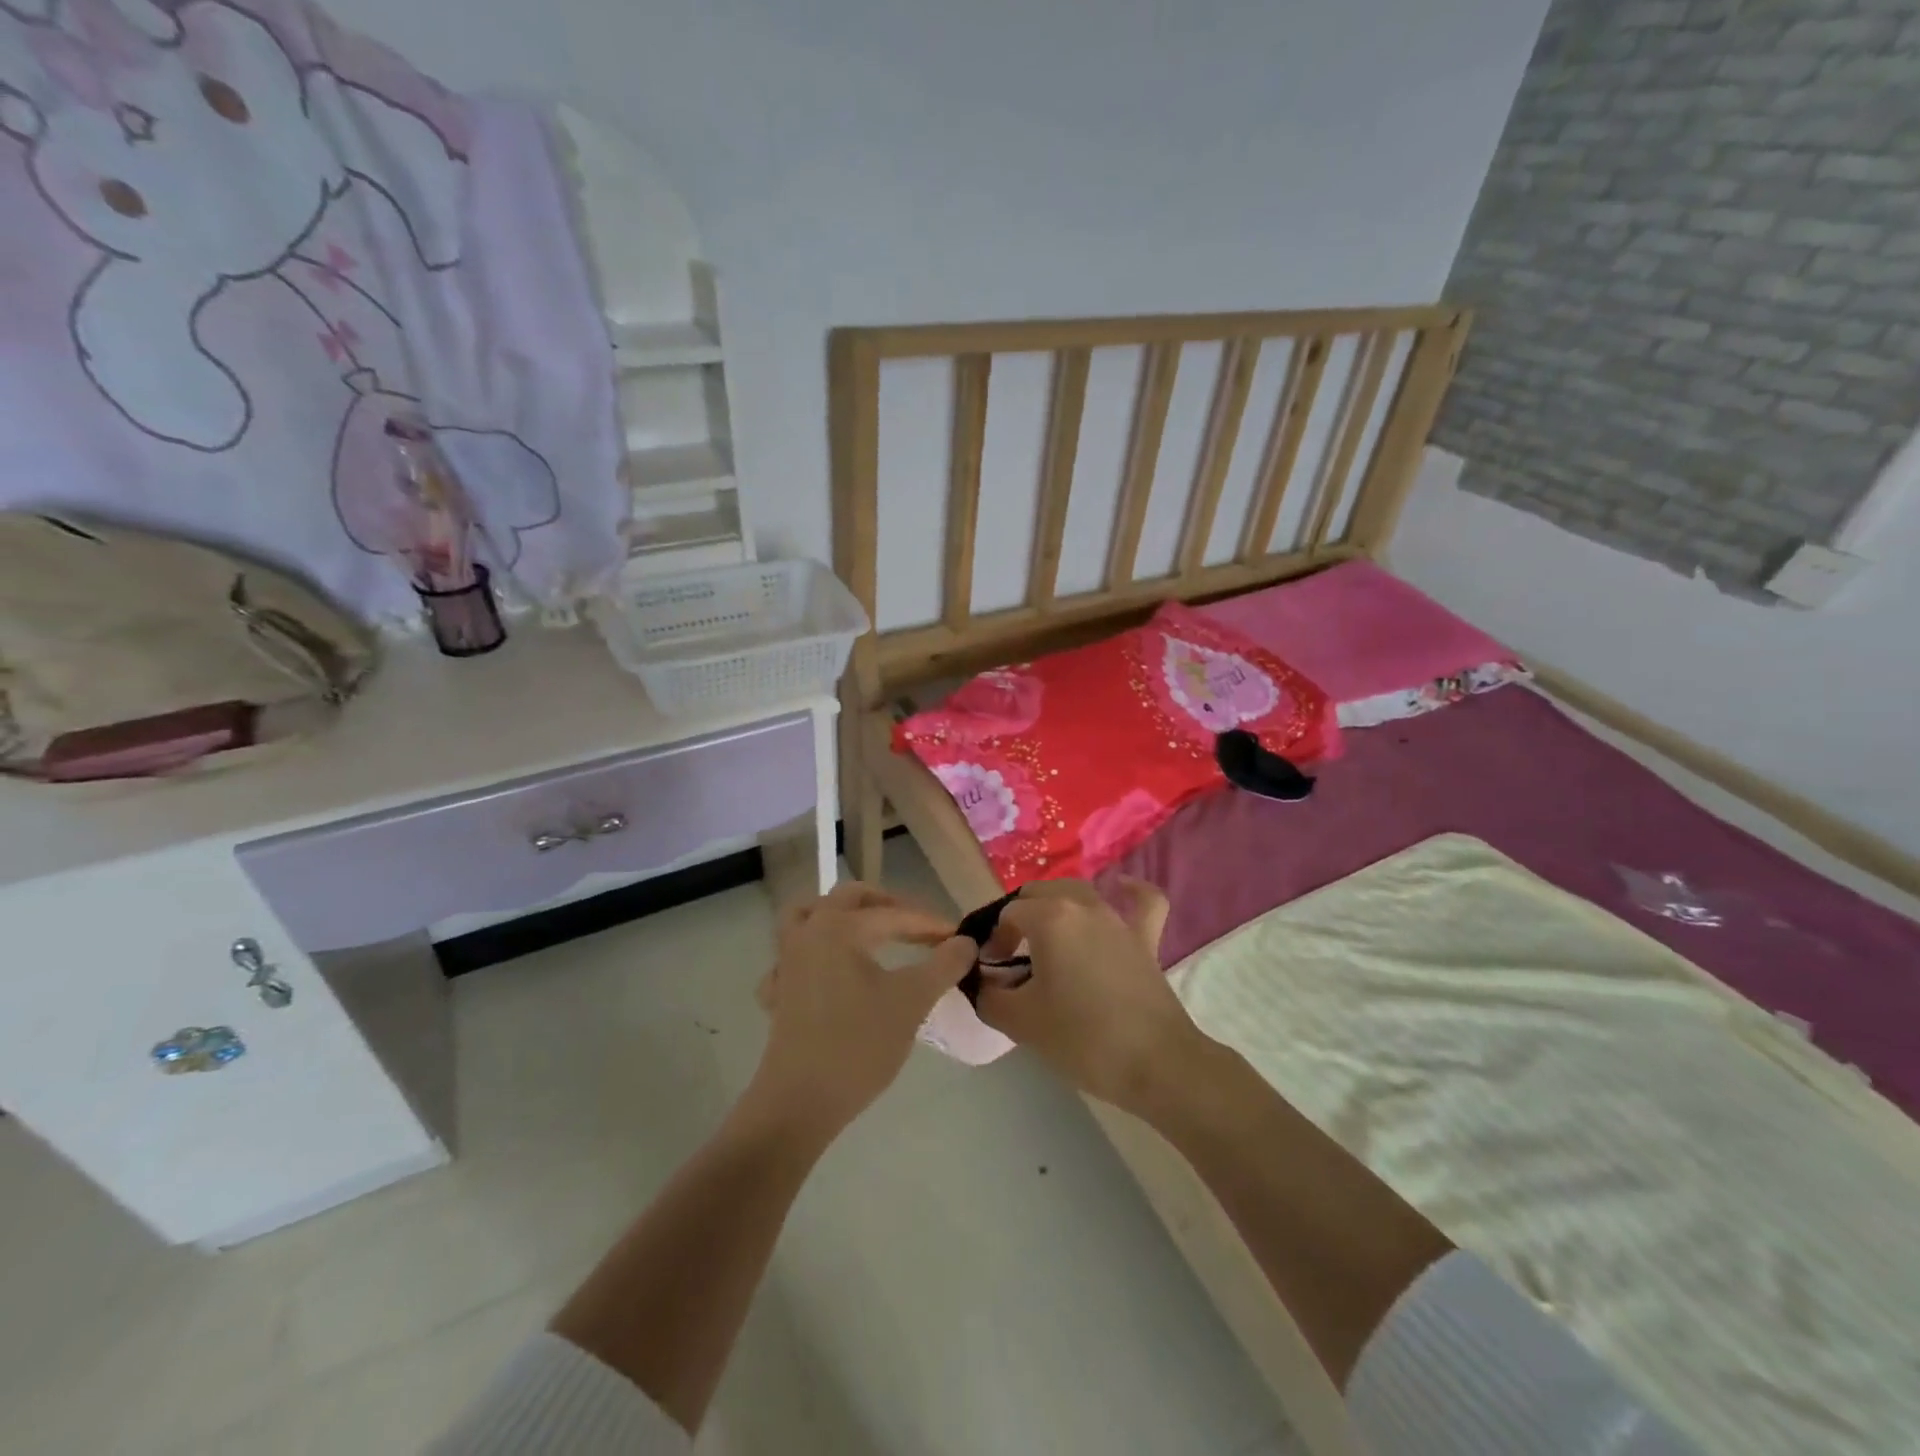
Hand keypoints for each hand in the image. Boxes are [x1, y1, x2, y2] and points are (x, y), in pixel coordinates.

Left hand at [749, 882, 971, 1135]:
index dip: (929, 923)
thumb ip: (943, 965)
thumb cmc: (859, 1045)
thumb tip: (965, 942)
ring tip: (868, 931)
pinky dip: (811, 953)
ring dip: (841, 916)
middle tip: (916, 925)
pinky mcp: (777, 992)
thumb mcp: (911, 1002)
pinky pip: (791, 957)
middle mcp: (809, 933)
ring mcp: (786, 962)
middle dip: (886, 905)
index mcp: (840, 927)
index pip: (894, 914)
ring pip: (809, 916)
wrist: (800, 1102)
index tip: (958, 937)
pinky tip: (827, 972)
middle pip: (848, 898)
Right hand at [975, 878, 1208, 1117]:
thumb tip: (983, 985)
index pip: (1008, 914)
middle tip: (1012, 955)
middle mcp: (1083, 905)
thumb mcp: (1020, 1022)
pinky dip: (1132, 892)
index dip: (994, 939)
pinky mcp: (1146, 939)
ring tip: (1047, 935)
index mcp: (1050, 918)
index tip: (991, 970)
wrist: (1155, 1064)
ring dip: (1058, 906)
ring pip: (1080, 892)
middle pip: (1040, 894)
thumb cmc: (1081, 1039)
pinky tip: (1122, 888)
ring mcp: (1118, 919)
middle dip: (1019, 917)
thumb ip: (990, 997)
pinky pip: (1143, 902)